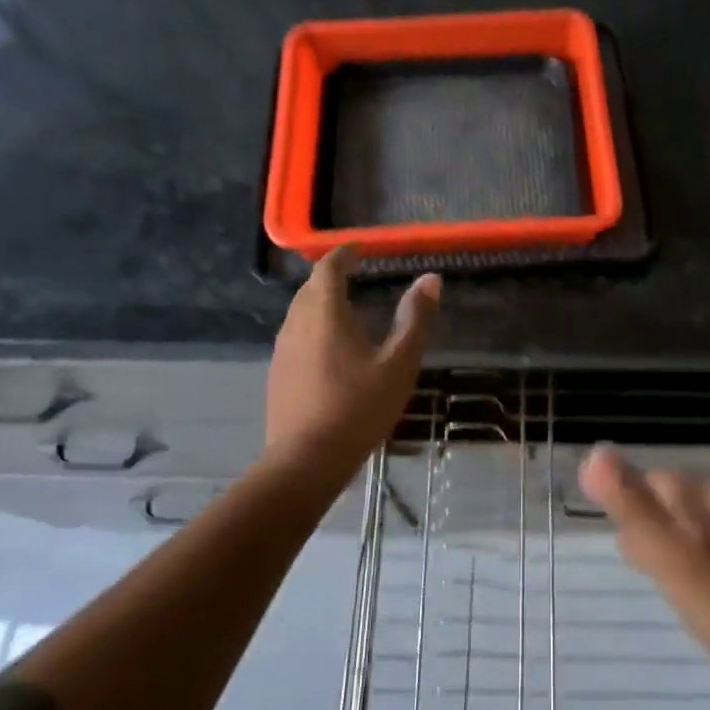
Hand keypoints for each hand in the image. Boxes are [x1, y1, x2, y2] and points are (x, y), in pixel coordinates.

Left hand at [265, 247, 440, 482]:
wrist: (306, 460)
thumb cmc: (359, 407)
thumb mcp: (399, 363)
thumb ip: (415, 319)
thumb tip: (431, 279)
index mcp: (325, 313)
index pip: (328, 269)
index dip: (343, 255)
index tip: (359, 249)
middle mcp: (296, 323)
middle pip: (310, 288)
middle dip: (330, 276)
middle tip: (354, 275)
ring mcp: (282, 350)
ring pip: (299, 312)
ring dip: (320, 302)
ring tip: (345, 310)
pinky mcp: (277, 374)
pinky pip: (295, 335)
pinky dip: (312, 327)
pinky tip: (329, 349)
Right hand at [580, 448, 709, 709]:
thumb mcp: (685, 569)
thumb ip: (637, 514)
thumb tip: (593, 454)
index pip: (656, 484)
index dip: (638, 522)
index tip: (642, 564)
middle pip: (676, 512)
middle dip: (658, 546)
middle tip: (669, 588)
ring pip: (693, 544)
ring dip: (677, 570)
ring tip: (685, 606)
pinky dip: (700, 589)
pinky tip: (706, 618)